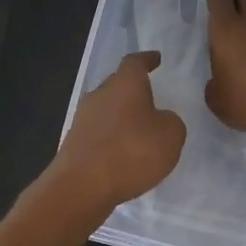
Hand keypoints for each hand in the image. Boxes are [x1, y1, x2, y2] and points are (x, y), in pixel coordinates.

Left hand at [51, 50, 186, 212]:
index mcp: (125, 83)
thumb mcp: (171, 135)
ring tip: (139, 131)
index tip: (156, 59)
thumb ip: (171, 122)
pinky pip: (99, 132)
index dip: (147, 59)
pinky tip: (123, 154)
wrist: (81, 186)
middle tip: (151, 99)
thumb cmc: (132, 152)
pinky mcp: (74, 143)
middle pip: (118, 84)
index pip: (135, 62)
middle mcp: (100, 94)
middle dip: (134, 90)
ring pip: (107, 109)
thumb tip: (160, 120)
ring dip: (122, 116)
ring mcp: (83, 118)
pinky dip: (112, 138)